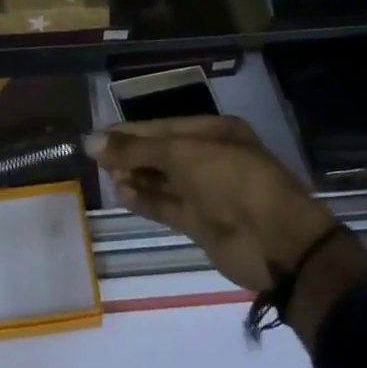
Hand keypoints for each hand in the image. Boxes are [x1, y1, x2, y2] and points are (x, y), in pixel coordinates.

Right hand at [92, 116, 366, 343]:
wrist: (275, 241)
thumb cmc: (230, 180)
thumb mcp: (181, 155)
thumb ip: (136, 149)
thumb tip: (91, 141)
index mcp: (214, 132)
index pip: (163, 126)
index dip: (131, 130)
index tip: (98, 136)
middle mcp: (209, 158)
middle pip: (161, 152)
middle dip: (131, 153)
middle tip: (96, 158)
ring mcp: (206, 192)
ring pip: (162, 180)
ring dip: (135, 177)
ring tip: (106, 176)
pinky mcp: (201, 222)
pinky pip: (166, 206)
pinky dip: (144, 200)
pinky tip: (122, 193)